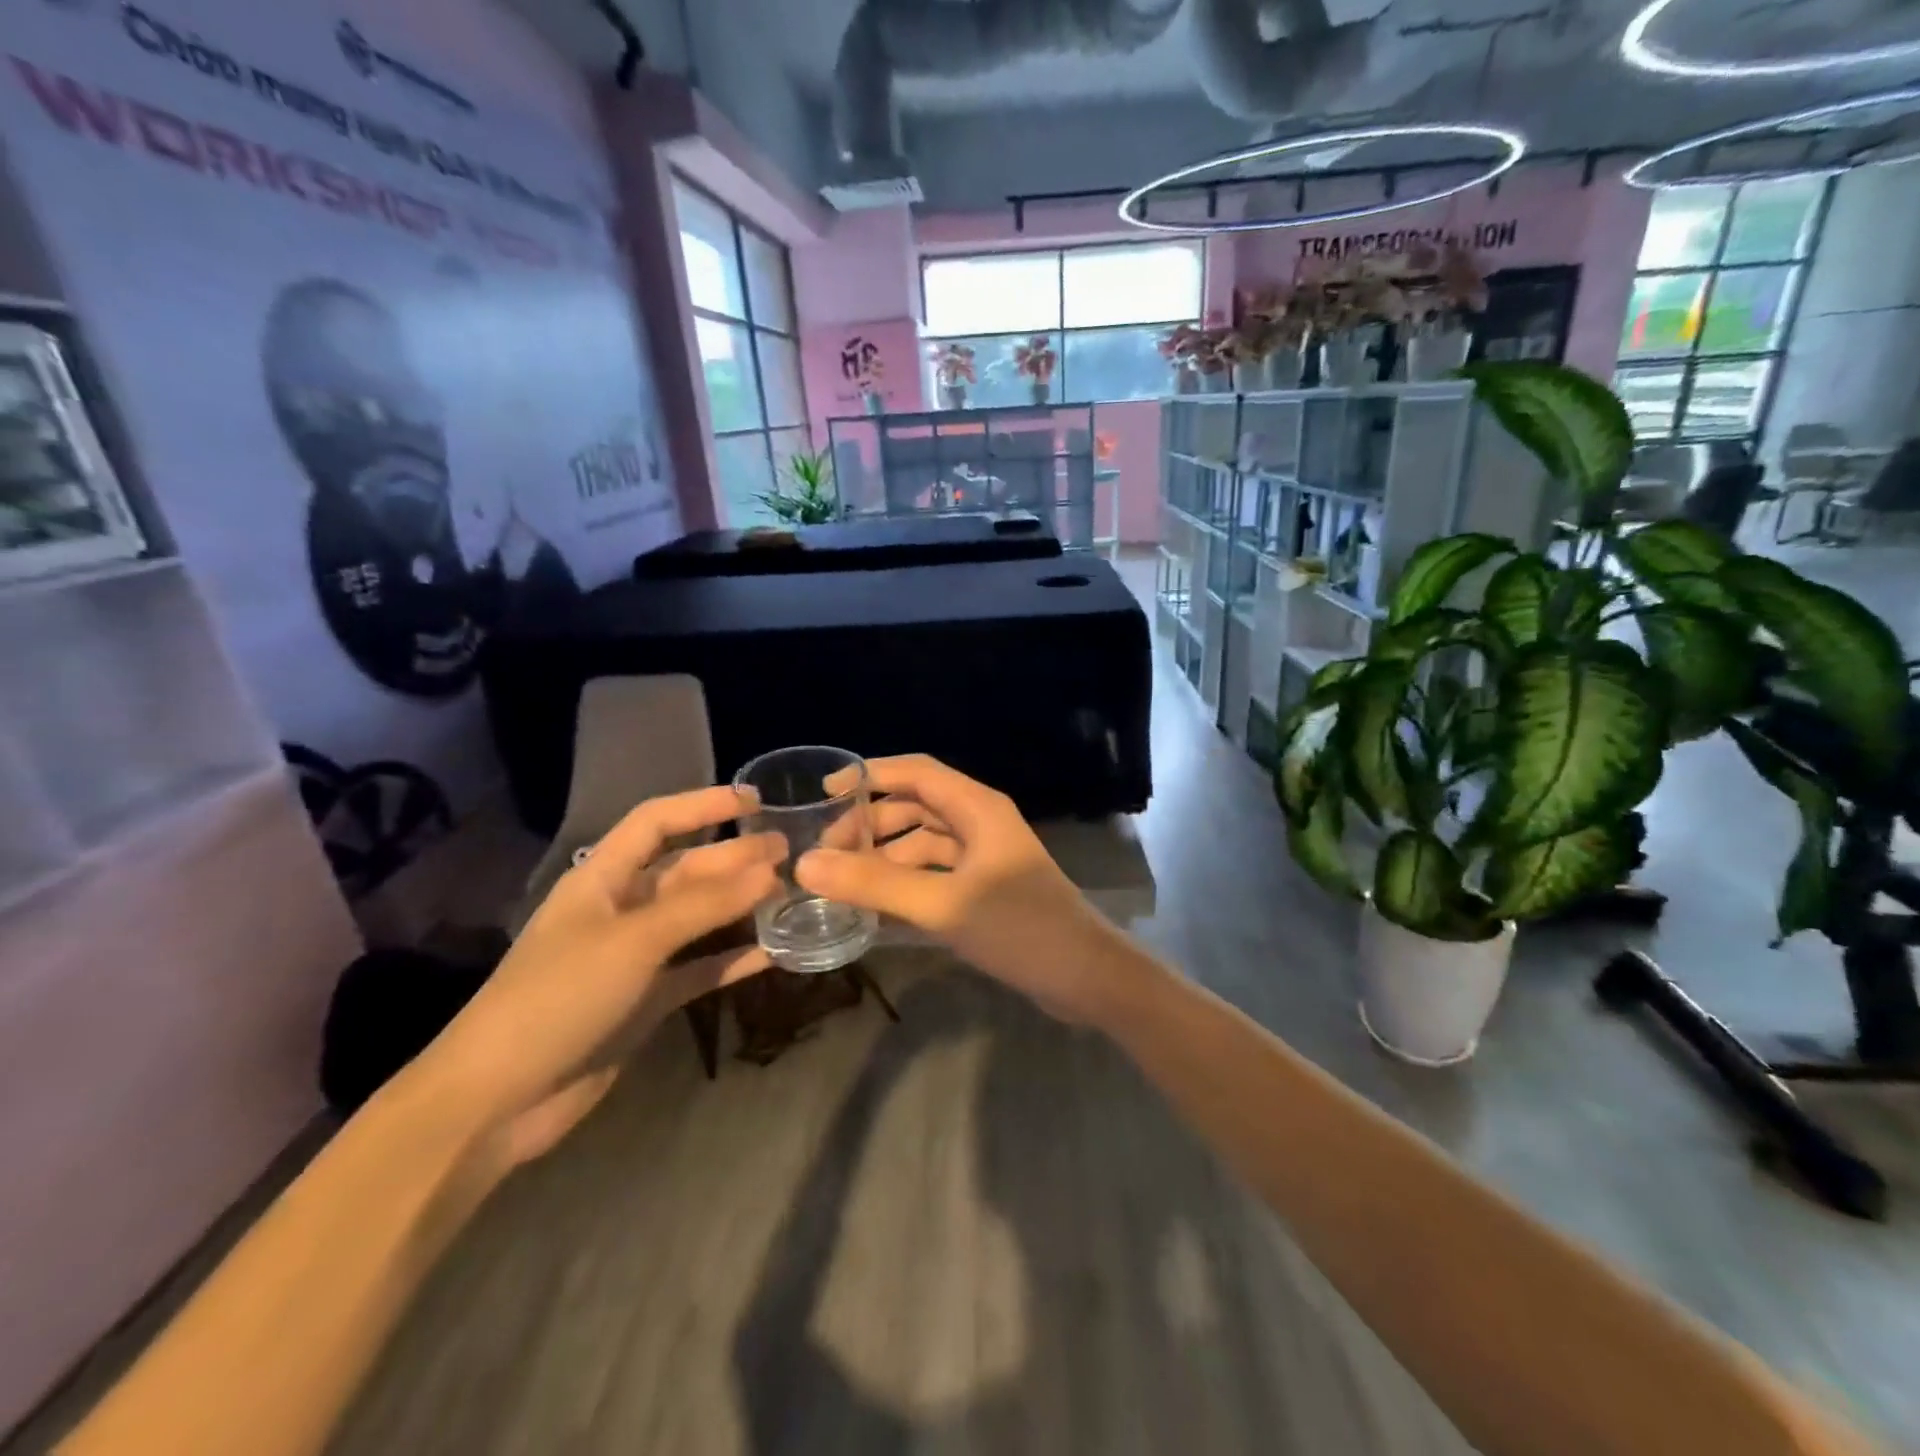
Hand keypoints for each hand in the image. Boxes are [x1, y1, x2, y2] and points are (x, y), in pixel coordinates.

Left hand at [402, 785, 782, 1170]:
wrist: (498, 1101)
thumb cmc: (558, 997)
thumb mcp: (634, 940)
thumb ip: (704, 905)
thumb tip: (770, 870)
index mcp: (601, 878)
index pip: (656, 822)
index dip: (702, 805)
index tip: (755, 801)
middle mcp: (621, 909)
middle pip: (686, 870)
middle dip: (734, 858)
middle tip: (790, 853)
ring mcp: (635, 957)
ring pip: (698, 919)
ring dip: (739, 906)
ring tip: (789, 894)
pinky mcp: (646, 1000)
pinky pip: (700, 969)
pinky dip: (733, 959)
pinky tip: (771, 953)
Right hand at [795, 755, 1117, 1022]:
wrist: (1086, 977)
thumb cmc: (1020, 928)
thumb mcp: (943, 904)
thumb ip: (876, 884)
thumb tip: (806, 864)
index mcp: (977, 808)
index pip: (916, 772)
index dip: (870, 775)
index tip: (825, 795)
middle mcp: (980, 823)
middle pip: (915, 807)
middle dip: (871, 824)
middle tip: (825, 853)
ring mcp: (984, 858)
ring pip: (923, 844)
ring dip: (885, 857)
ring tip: (842, 884)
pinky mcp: (985, 889)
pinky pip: (935, 874)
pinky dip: (905, 883)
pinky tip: (875, 907)